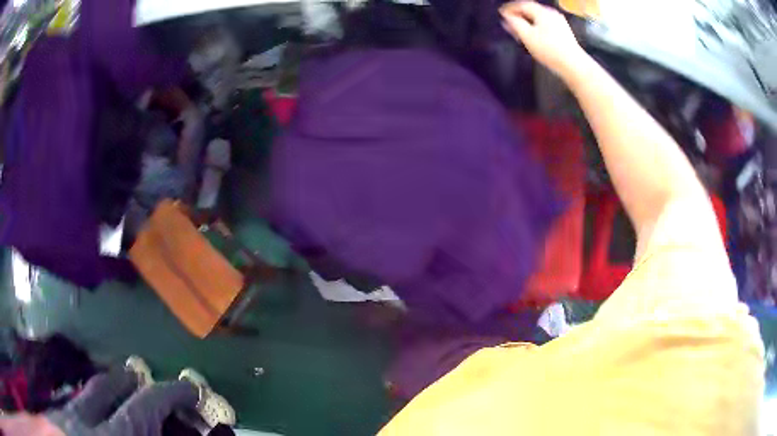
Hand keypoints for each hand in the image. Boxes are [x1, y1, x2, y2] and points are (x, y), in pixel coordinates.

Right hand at [500, 1, 587, 79]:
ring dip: (527, 21)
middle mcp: (551, 13)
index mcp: (542, 12)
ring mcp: (559, 22)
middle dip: (519, 15)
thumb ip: (514, 23)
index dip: (510, 8)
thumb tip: (506, 16)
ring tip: (519, 29)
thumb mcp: (527, 36)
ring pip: (538, 17)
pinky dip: (536, 26)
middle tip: (509, 22)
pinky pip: (546, 24)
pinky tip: (533, 35)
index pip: (522, 4)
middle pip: (531, 10)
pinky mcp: (564, 32)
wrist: (573, 65)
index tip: (501, 13)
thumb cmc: (550, 50)